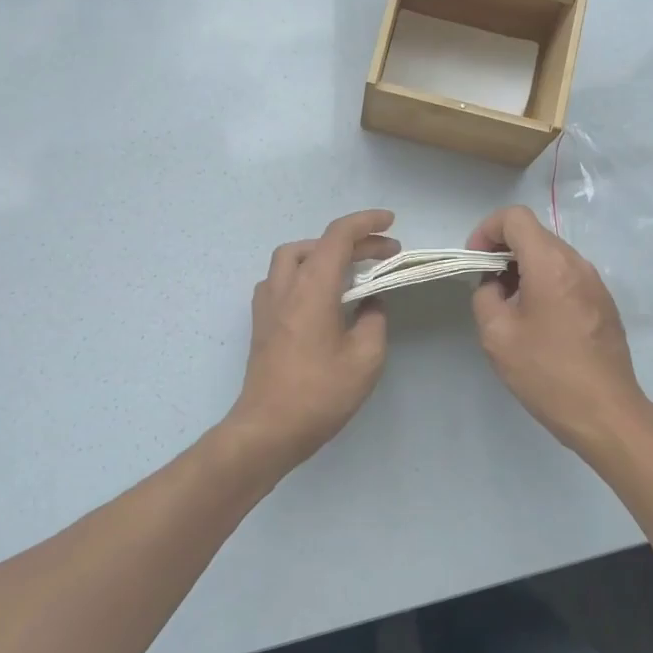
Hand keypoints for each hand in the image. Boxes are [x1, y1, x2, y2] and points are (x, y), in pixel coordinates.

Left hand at [226, 209, 398, 474]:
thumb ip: (373, 321)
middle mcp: (285, 286)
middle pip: (315, 244)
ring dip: (322, 254)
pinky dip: (304, 274)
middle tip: (383, 254)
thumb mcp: (365, 359)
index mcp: (312, 288)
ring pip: (291, 257)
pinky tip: (320, 296)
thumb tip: (369, 305)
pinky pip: (281, 280)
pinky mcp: (261, 322)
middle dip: (352, 241)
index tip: (391, 223)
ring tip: (350, 270)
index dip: (366, 223)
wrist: (267, 429)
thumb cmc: (319, 394)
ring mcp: (267, 304)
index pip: (338, 236)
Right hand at [468, 205, 647, 455]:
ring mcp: (595, 283)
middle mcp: (577, 264)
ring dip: (523, 269)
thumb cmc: (547, 372)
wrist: (605, 413)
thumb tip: (495, 285)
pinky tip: (536, 322)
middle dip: (503, 251)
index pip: (515, 217)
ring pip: (551, 255)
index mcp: (550, 264)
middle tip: (486, 286)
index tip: (475, 261)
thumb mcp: (497, 335)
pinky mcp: (603, 303)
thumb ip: (485, 296)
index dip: (487, 230)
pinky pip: (566, 276)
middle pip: (534, 234)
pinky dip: (543, 283)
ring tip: (509, 306)